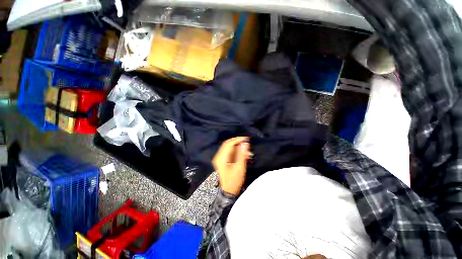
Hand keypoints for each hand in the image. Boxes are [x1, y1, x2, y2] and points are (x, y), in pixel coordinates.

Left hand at [213, 137, 251, 194]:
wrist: (228, 191)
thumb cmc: (234, 181)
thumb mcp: (239, 167)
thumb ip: (242, 154)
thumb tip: (245, 143)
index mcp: (221, 158)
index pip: (229, 144)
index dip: (237, 140)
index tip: (246, 138)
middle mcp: (218, 156)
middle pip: (228, 144)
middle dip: (238, 142)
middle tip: (247, 143)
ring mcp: (219, 158)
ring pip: (229, 148)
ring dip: (238, 148)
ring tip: (248, 152)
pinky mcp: (222, 160)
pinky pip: (229, 152)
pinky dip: (236, 152)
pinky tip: (243, 155)